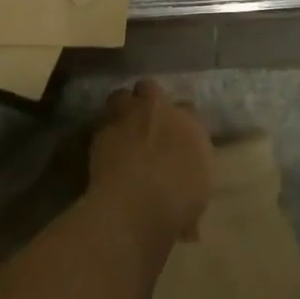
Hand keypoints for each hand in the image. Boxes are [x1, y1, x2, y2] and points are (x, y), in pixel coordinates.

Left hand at [89, 79, 212, 248]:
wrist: (138, 204)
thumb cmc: (179, 203)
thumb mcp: (197, 195)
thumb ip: (191, 185)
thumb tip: (188, 209)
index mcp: (192, 124)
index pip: (188, 110)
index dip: (179, 121)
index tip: (174, 137)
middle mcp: (162, 111)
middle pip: (151, 89)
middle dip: (147, 101)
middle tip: (144, 122)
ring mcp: (130, 116)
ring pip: (121, 96)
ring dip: (121, 108)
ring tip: (119, 127)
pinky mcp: (102, 130)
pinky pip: (103, 124)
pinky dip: (104, 134)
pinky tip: (104, 149)